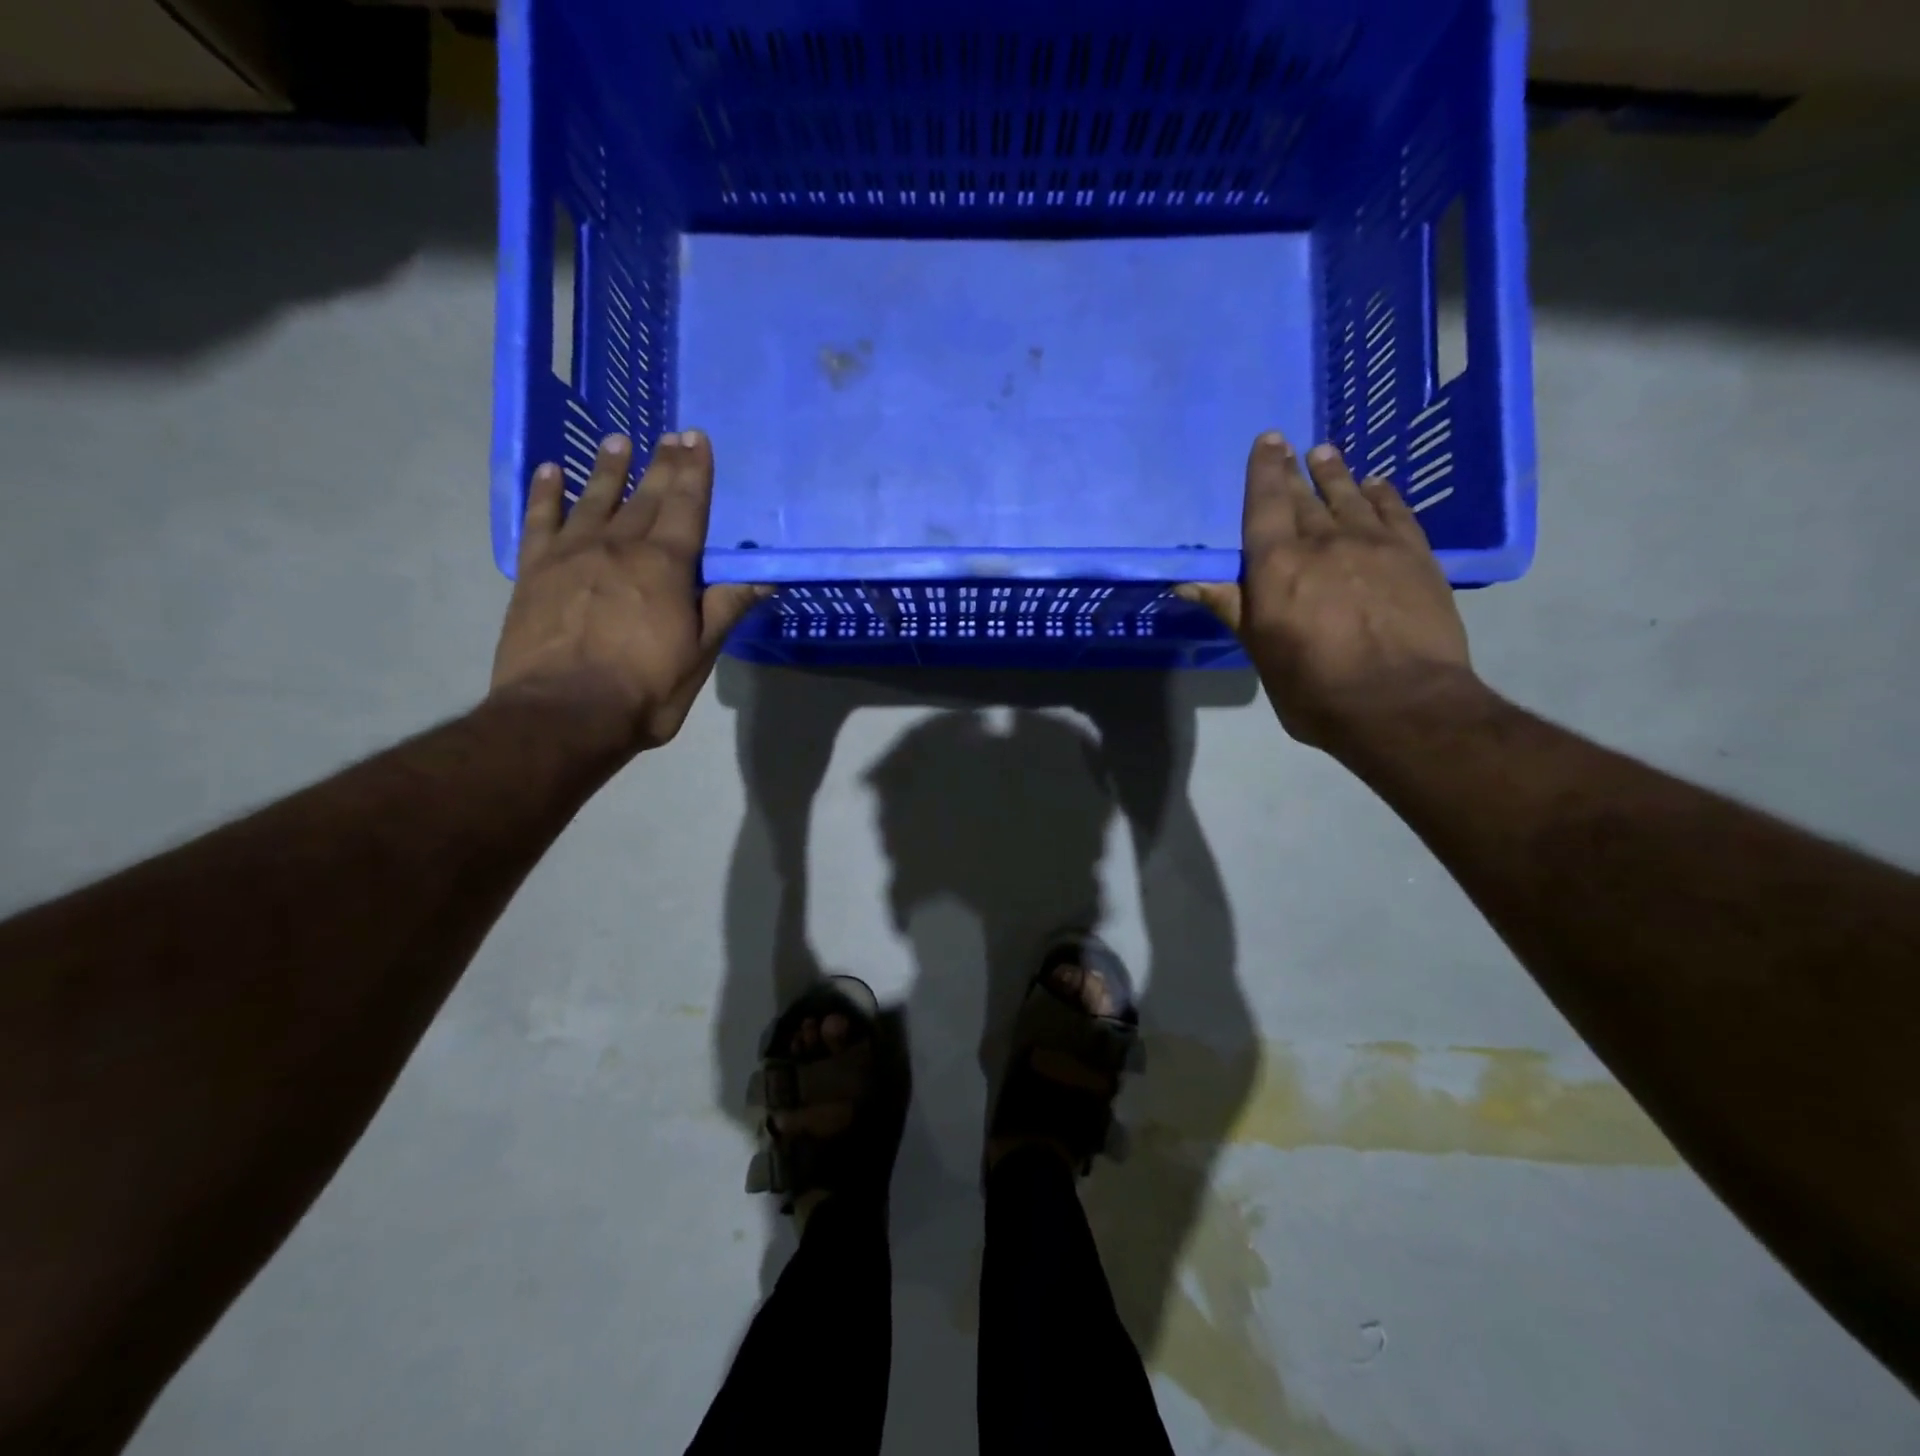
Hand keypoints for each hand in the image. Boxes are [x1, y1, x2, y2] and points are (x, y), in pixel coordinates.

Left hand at [490, 431, 765, 755]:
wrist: (563, 714)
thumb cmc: (645, 689)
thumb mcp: (700, 654)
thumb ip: (727, 607)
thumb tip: (765, 575)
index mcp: (665, 566)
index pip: (687, 507)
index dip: (695, 472)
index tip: (697, 439)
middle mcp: (619, 547)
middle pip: (646, 497)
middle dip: (662, 465)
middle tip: (670, 434)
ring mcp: (572, 555)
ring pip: (594, 499)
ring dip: (609, 469)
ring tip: (619, 441)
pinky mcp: (534, 571)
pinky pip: (540, 521)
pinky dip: (546, 494)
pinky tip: (551, 472)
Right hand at [1179, 434, 1476, 751]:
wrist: (1401, 703)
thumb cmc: (1315, 687)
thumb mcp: (1260, 651)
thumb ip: (1231, 607)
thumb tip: (1186, 581)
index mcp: (1277, 565)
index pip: (1265, 504)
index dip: (1264, 471)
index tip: (1267, 441)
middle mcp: (1324, 541)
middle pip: (1305, 497)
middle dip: (1294, 471)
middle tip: (1291, 447)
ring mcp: (1375, 544)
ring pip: (1350, 497)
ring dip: (1336, 474)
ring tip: (1326, 454)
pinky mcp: (1416, 556)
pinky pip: (1396, 512)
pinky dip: (1383, 494)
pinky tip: (1376, 485)